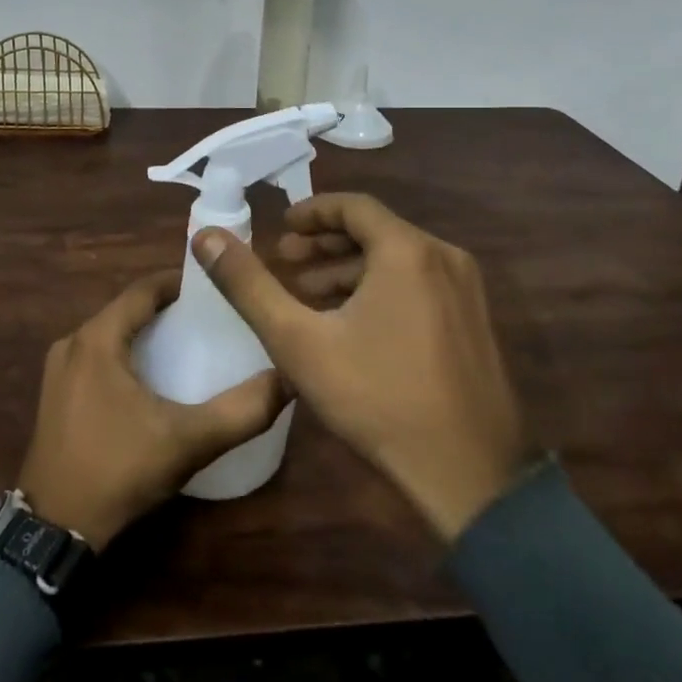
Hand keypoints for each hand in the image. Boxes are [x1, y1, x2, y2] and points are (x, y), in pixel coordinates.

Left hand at [17, 270, 288, 548]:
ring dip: (146, 333)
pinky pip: (97, 358)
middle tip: (210, 320)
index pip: (143, 289)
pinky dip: (127, 356)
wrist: (53, 529)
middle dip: (167, 310)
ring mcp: (59, 370)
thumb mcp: (188, 441)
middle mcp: (73, 343)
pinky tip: (153, 380)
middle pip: (127, 310)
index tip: (216, 289)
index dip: (180, 283)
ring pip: (111, 335)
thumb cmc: (118, 470)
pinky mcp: (56, 396)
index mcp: (97, 339)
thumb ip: (242, 411)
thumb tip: (287, 379)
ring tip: (189, 346)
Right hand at [194, 194, 535, 541]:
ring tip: (310, 294)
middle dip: (326, 243)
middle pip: (377, 231)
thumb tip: (206, 237)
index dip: (312, 212)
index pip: (354, 206)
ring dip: (351, 269)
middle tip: (286, 261)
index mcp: (407, 251)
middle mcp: (444, 257)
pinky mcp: (476, 322)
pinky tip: (353, 324)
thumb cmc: (377, 398)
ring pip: (399, 260)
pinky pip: (420, 285)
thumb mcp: (299, 341)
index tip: (280, 229)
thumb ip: (249, 285)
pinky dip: (381, 289)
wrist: (470, 475)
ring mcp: (466, 291)